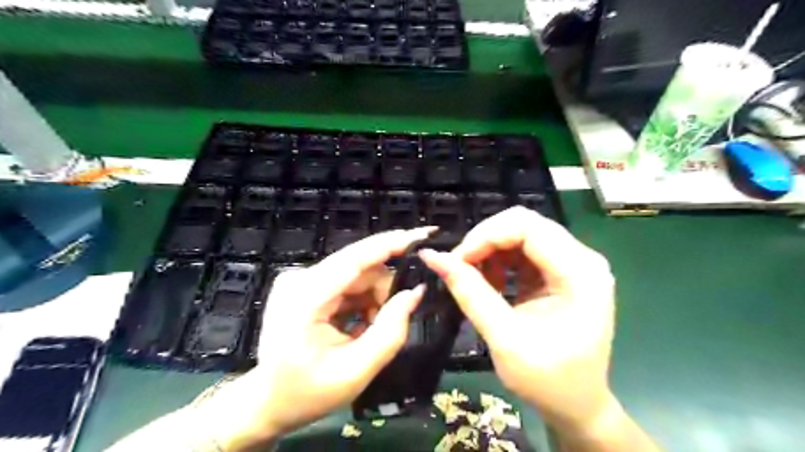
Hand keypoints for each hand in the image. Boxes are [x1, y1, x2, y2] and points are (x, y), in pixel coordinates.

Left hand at [196, 228, 432, 450]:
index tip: (424, 234)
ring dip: (374, 299)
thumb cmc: (306, 393)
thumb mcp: (356, 371)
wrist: (266, 403)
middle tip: (395, 320)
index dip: (392, 243)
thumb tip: (415, 292)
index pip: (356, 258)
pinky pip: (346, 283)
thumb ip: (391, 330)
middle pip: (360, 268)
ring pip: (357, 275)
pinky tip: (358, 326)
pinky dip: (361, 301)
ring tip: (369, 332)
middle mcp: (301, 278)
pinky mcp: (305, 284)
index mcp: (306, 297)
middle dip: (385, 290)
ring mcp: (300, 279)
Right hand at [419, 207, 617, 434]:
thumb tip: (433, 257)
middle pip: (525, 224)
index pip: (528, 227)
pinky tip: (491, 281)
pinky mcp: (560, 271)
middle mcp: (582, 259)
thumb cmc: (548, 381)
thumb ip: (470, 293)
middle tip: (460, 266)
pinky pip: (524, 249)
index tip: (457, 260)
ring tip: (473, 276)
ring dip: (491, 249)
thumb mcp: (504, 338)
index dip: (486, 236)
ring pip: (521, 233)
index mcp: (580, 273)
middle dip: (485, 240)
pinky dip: (500, 259)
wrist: (577, 405)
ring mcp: (573, 263)